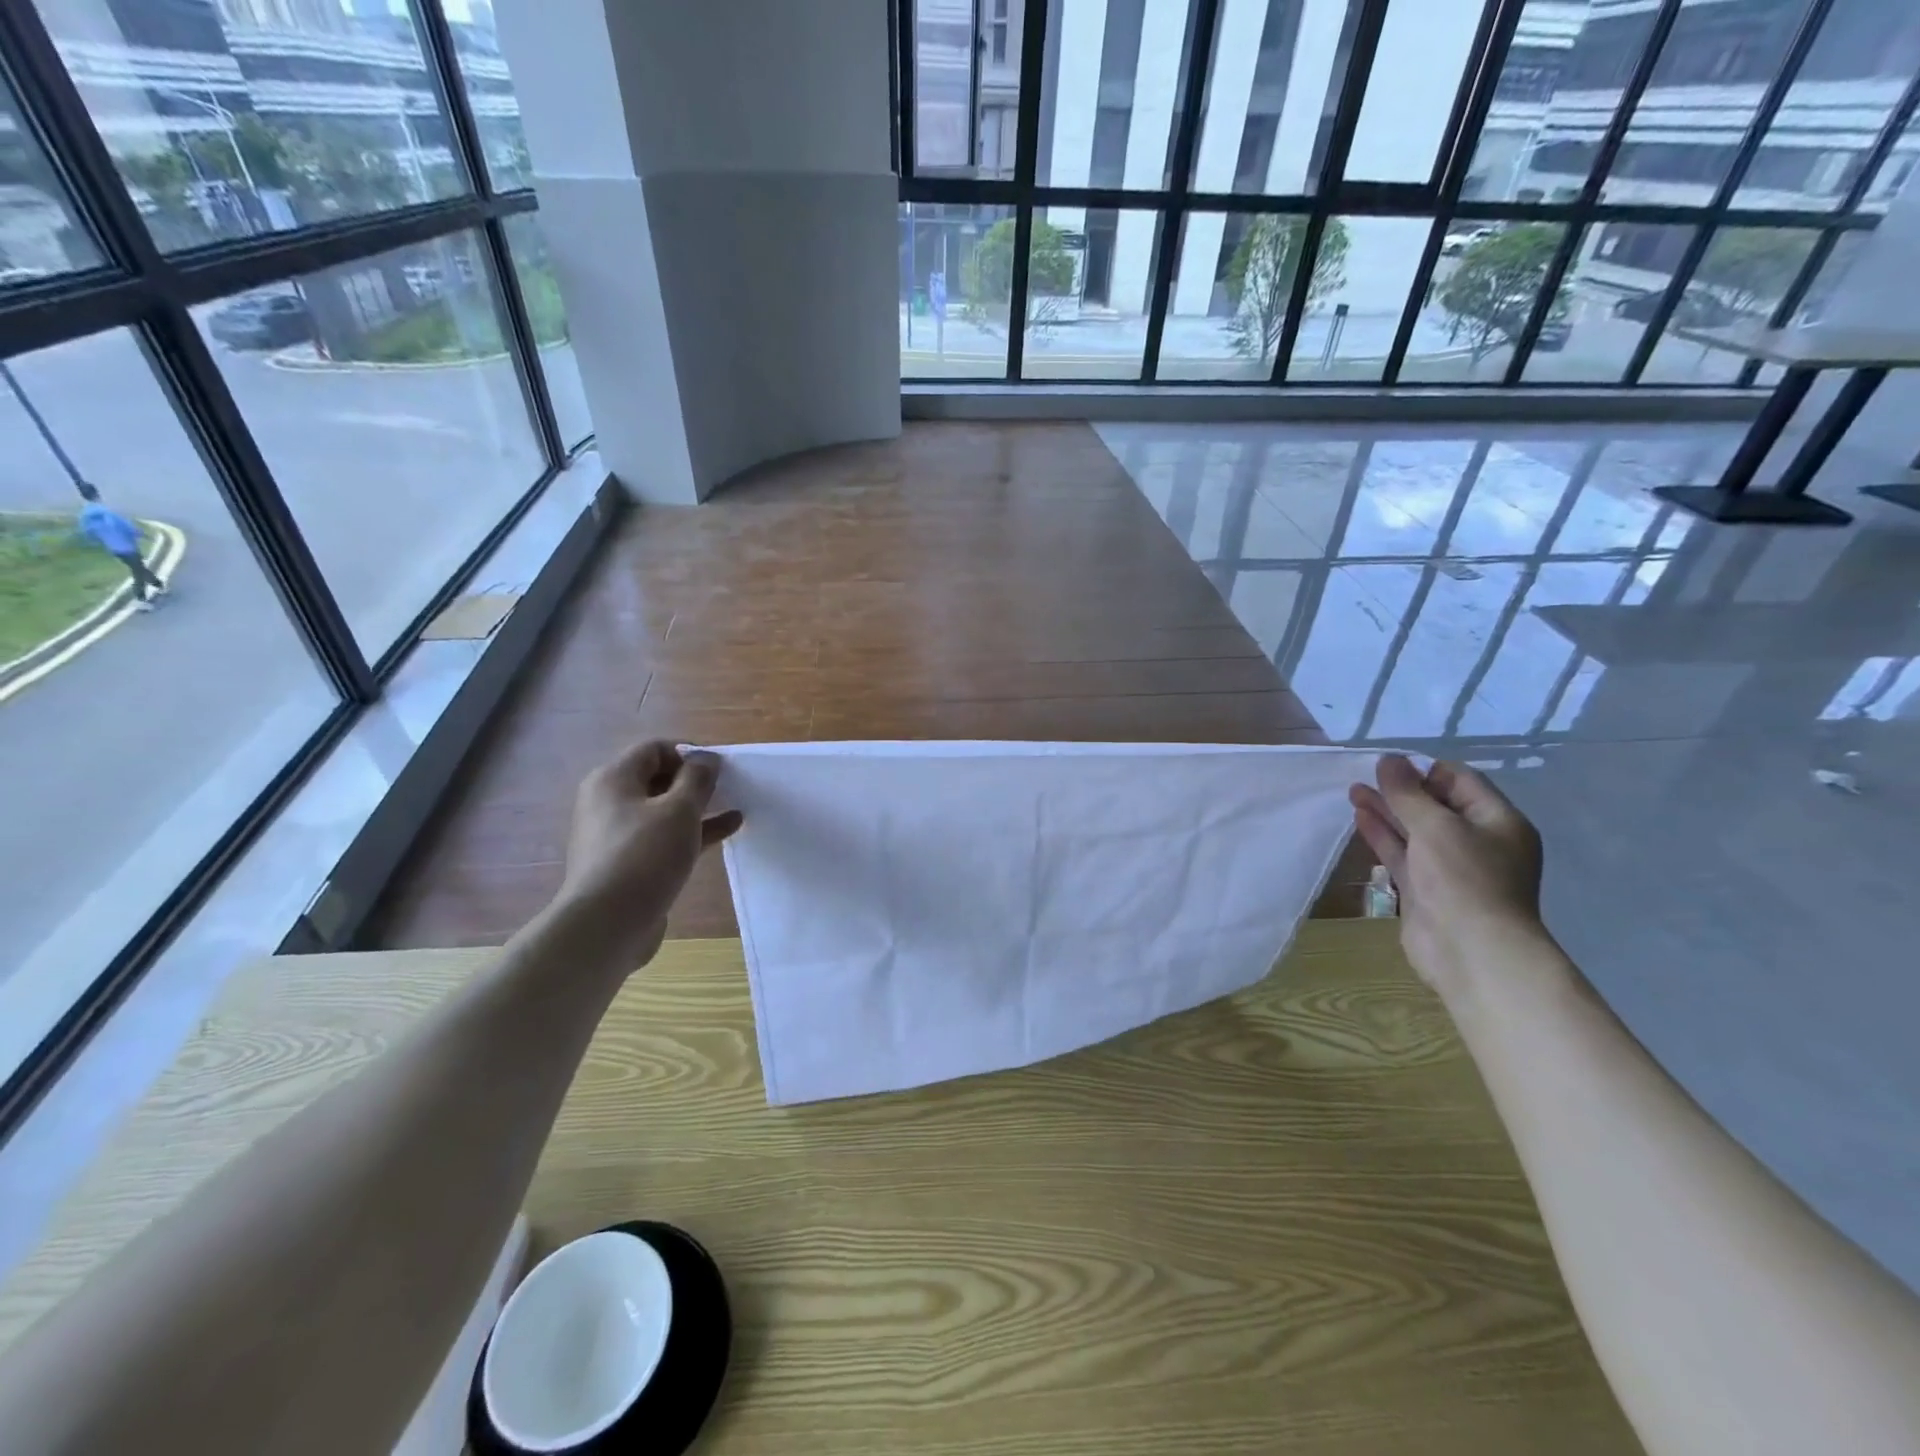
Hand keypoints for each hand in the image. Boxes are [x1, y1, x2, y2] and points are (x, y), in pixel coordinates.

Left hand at [549, 741, 742, 971]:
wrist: (607, 924)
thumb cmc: (644, 856)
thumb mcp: (679, 810)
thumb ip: (697, 779)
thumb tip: (706, 758)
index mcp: (613, 779)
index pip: (654, 749)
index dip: (689, 752)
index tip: (720, 766)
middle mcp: (609, 802)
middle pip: (657, 778)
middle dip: (695, 780)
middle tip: (729, 786)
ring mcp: (617, 835)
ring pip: (663, 810)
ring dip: (698, 807)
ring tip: (735, 805)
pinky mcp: (628, 863)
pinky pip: (663, 837)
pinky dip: (692, 831)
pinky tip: (726, 831)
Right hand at [1349, 756, 1548, 996]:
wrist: (1470, 951)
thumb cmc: (1463, 879)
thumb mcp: (1436, 825)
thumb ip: (1408, 792)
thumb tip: (1389, 759)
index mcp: (1498, 821)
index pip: (1460, 780)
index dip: (1423, 769)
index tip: (1387, 764)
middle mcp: (1478, 841)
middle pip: (1435, 804)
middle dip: (1400, 789)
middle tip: (1364, 775)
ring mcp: (1450, 867)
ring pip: (1415, 829)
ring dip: (1386, 810)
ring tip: (1353, 791)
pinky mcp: (1426, 888)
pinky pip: (1403, 853)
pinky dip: (1383, 835)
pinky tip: (1360, 819)